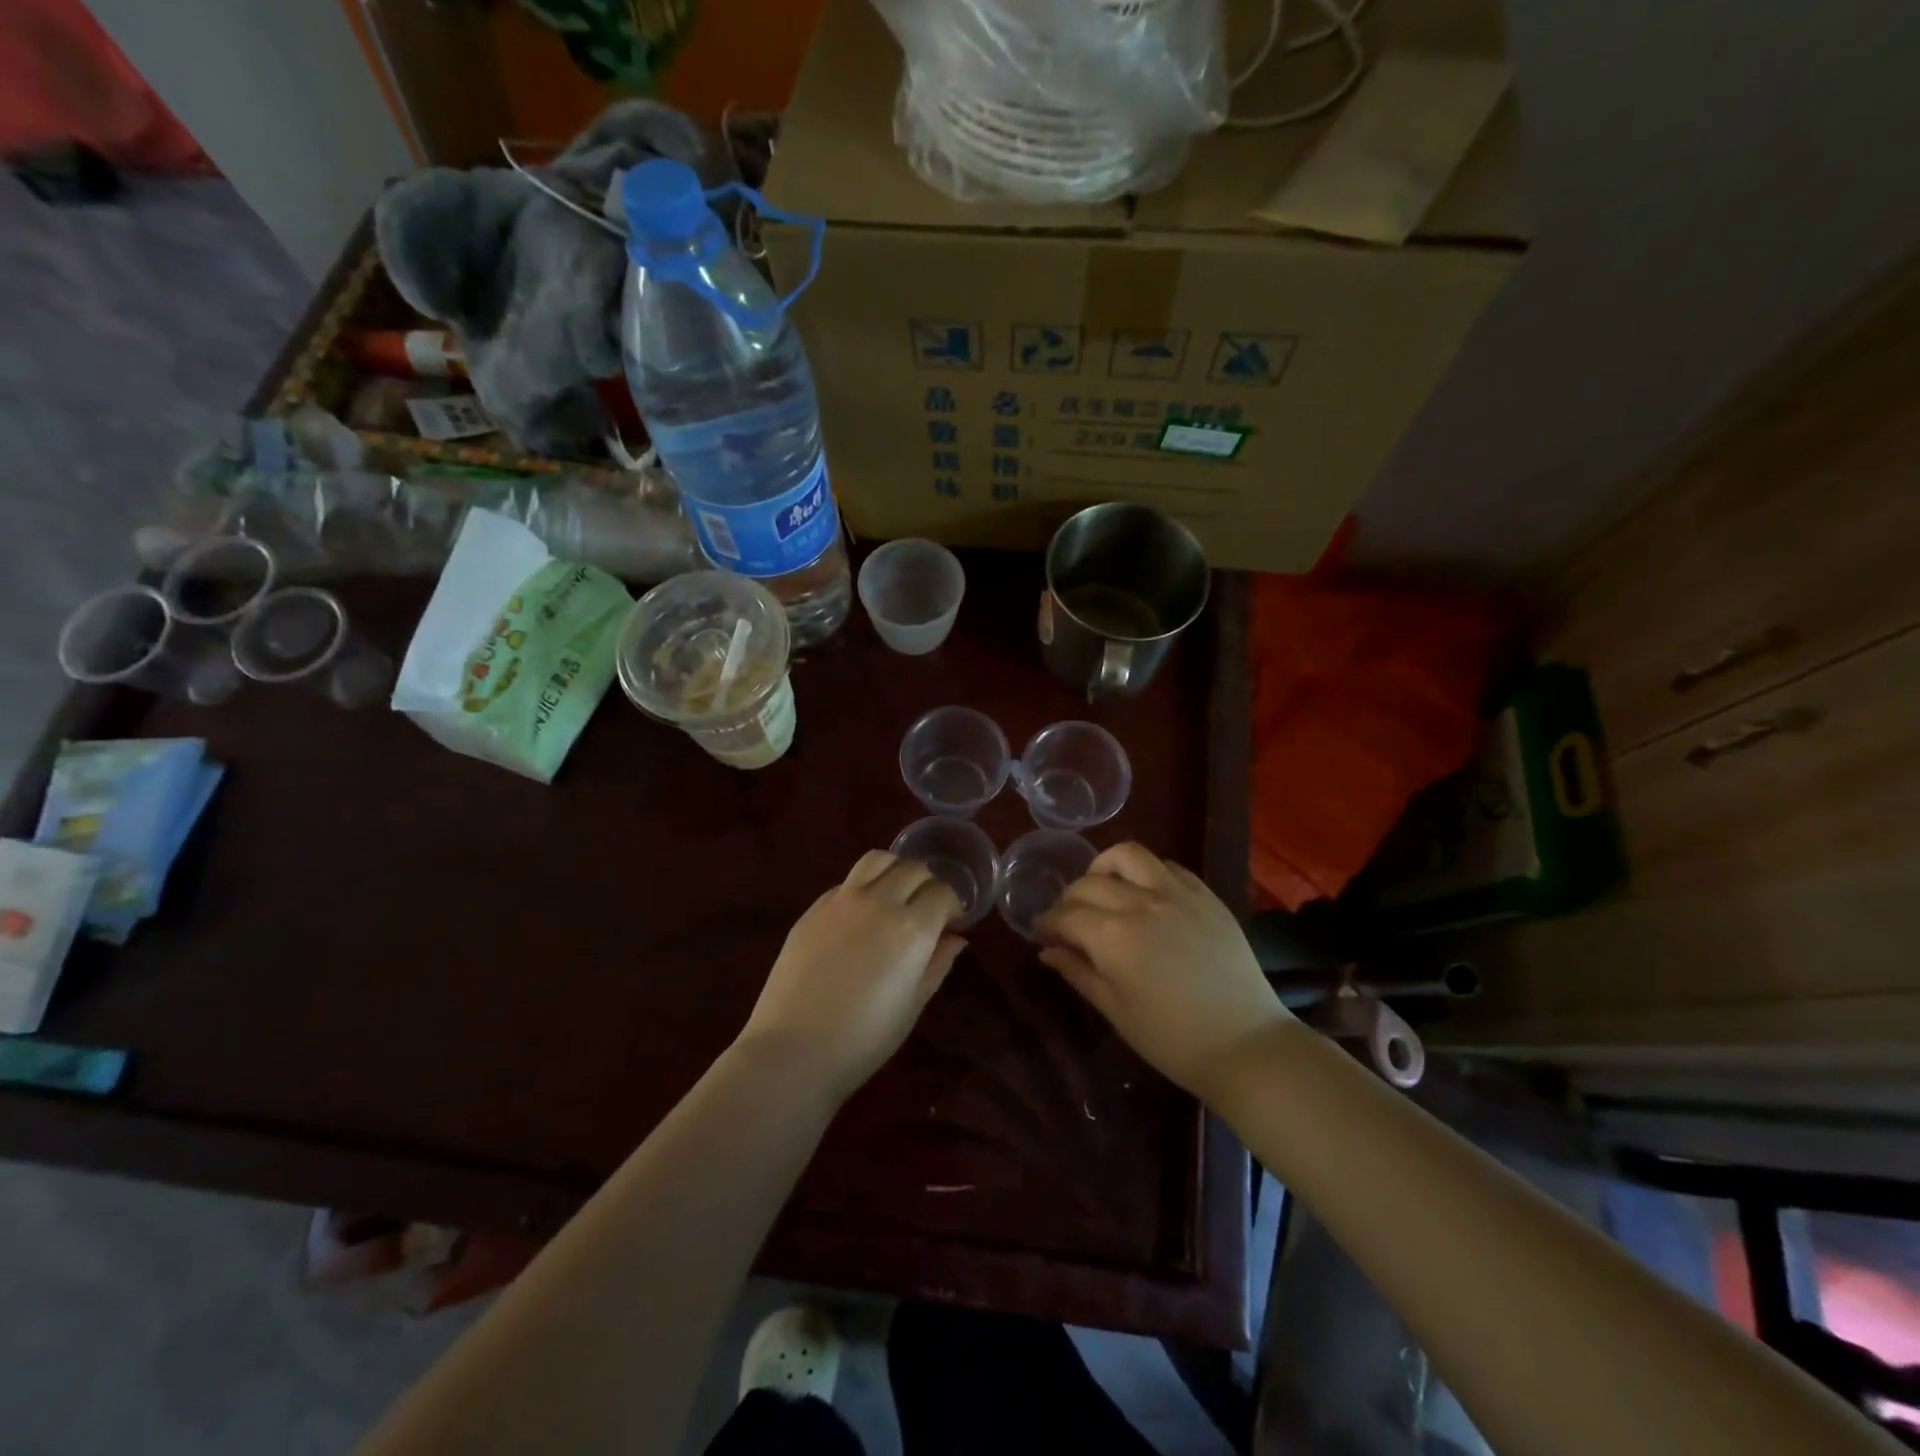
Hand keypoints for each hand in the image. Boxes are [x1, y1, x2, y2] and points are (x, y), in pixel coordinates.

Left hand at [739, 851, 965, 1100]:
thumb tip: (955, 938)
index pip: (942, 893)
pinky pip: (847, 882)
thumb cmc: (864, 1039)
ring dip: (895, 869)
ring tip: (895, 893)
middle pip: (913, 869)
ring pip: (877, 859)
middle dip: (928, 883)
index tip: (952, 922)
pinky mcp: (814, 908)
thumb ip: (937, 964)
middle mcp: (879, 902)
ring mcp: (842, 900)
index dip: (953, 905)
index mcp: (912, 928)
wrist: (794, 1050)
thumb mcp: (913, 1005)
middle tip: (927, 907)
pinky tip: (860, 915)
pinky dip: (864, 887)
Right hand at [1035, 842, 1291, 1101]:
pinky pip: (1167, 866)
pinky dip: (1145, 872)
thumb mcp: (1116, 1011)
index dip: (1048, 922)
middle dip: (1069, 899)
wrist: (1246, 1045)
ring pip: (1128, 855)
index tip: (1042, 932)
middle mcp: (1141, 902)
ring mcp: (1177, 893)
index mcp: (1113, 936)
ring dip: (1105, 867)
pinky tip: (1144, 894)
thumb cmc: (1173, 1039)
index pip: (1066, 914)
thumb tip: (1048, 951)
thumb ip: (1079, 973)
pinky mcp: (1205, 895)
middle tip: (1068, 920)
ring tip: (1103, 888)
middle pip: (1090, 883)